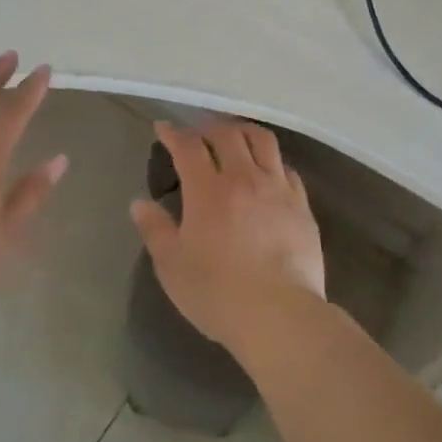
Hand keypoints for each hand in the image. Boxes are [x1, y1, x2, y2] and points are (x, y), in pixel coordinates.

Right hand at [129, 119, 325, 352]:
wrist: (279, 314)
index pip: (189, 146)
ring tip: (234, 138)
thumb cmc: (217, 293)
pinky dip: (271, 160)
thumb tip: (139, 203)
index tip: (164, 128)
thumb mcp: (172, 265)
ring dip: (243, 132)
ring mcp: (277, 189)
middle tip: (198, 134)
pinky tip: (266, 171)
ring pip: (263, 141)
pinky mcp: (302, 205)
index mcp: (208, 190)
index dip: (174, 133)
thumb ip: (155, 229)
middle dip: (208, 127)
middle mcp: (244, 178)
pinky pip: (286, 168)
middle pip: (227, 134)